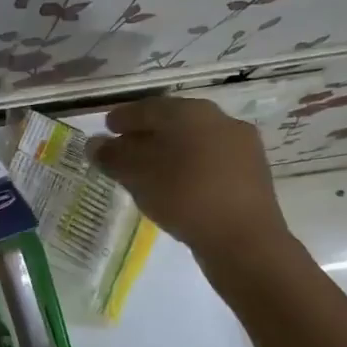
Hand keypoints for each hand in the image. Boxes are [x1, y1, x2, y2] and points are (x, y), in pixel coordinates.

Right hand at [86, 97, 290, 259]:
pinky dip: (188, 166)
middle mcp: (219, 119)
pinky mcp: (252, 172)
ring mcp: (240, 145)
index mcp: (190, 112)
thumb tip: (94, 144)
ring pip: (193, 141)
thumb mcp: (138, 176)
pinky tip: (176, 184)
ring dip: (168, 150)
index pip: (148, 108)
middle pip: (173, 122)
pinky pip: (210, 160)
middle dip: (146, 133)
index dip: (123, 118)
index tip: (106, 128)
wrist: (244, 239)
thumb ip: (113, 156)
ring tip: (147, 170)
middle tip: (124, 148)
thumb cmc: (184, 196)